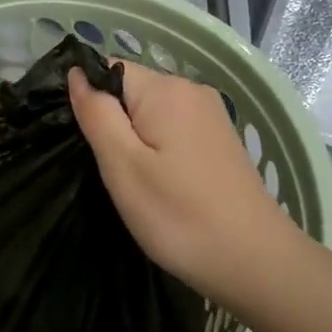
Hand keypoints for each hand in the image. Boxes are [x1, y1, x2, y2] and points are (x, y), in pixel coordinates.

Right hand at [67, 62, 297, 305]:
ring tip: (133, 181)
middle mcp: (191, 90)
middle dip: (111, 123)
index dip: (89, 99)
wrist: (255, 262)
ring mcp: (210, 115)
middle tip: (108, 170)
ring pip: (151, 113)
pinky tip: (161, 184)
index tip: (83, 141)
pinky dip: (157, 149)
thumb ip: (97, 113)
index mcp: (165, 89)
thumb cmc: (178, 215)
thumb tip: (76, 73)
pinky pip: (173, 129)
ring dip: (134, 140)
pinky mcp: (219, 140)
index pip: (108, 70)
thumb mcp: (122, 166)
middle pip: (131, 90)